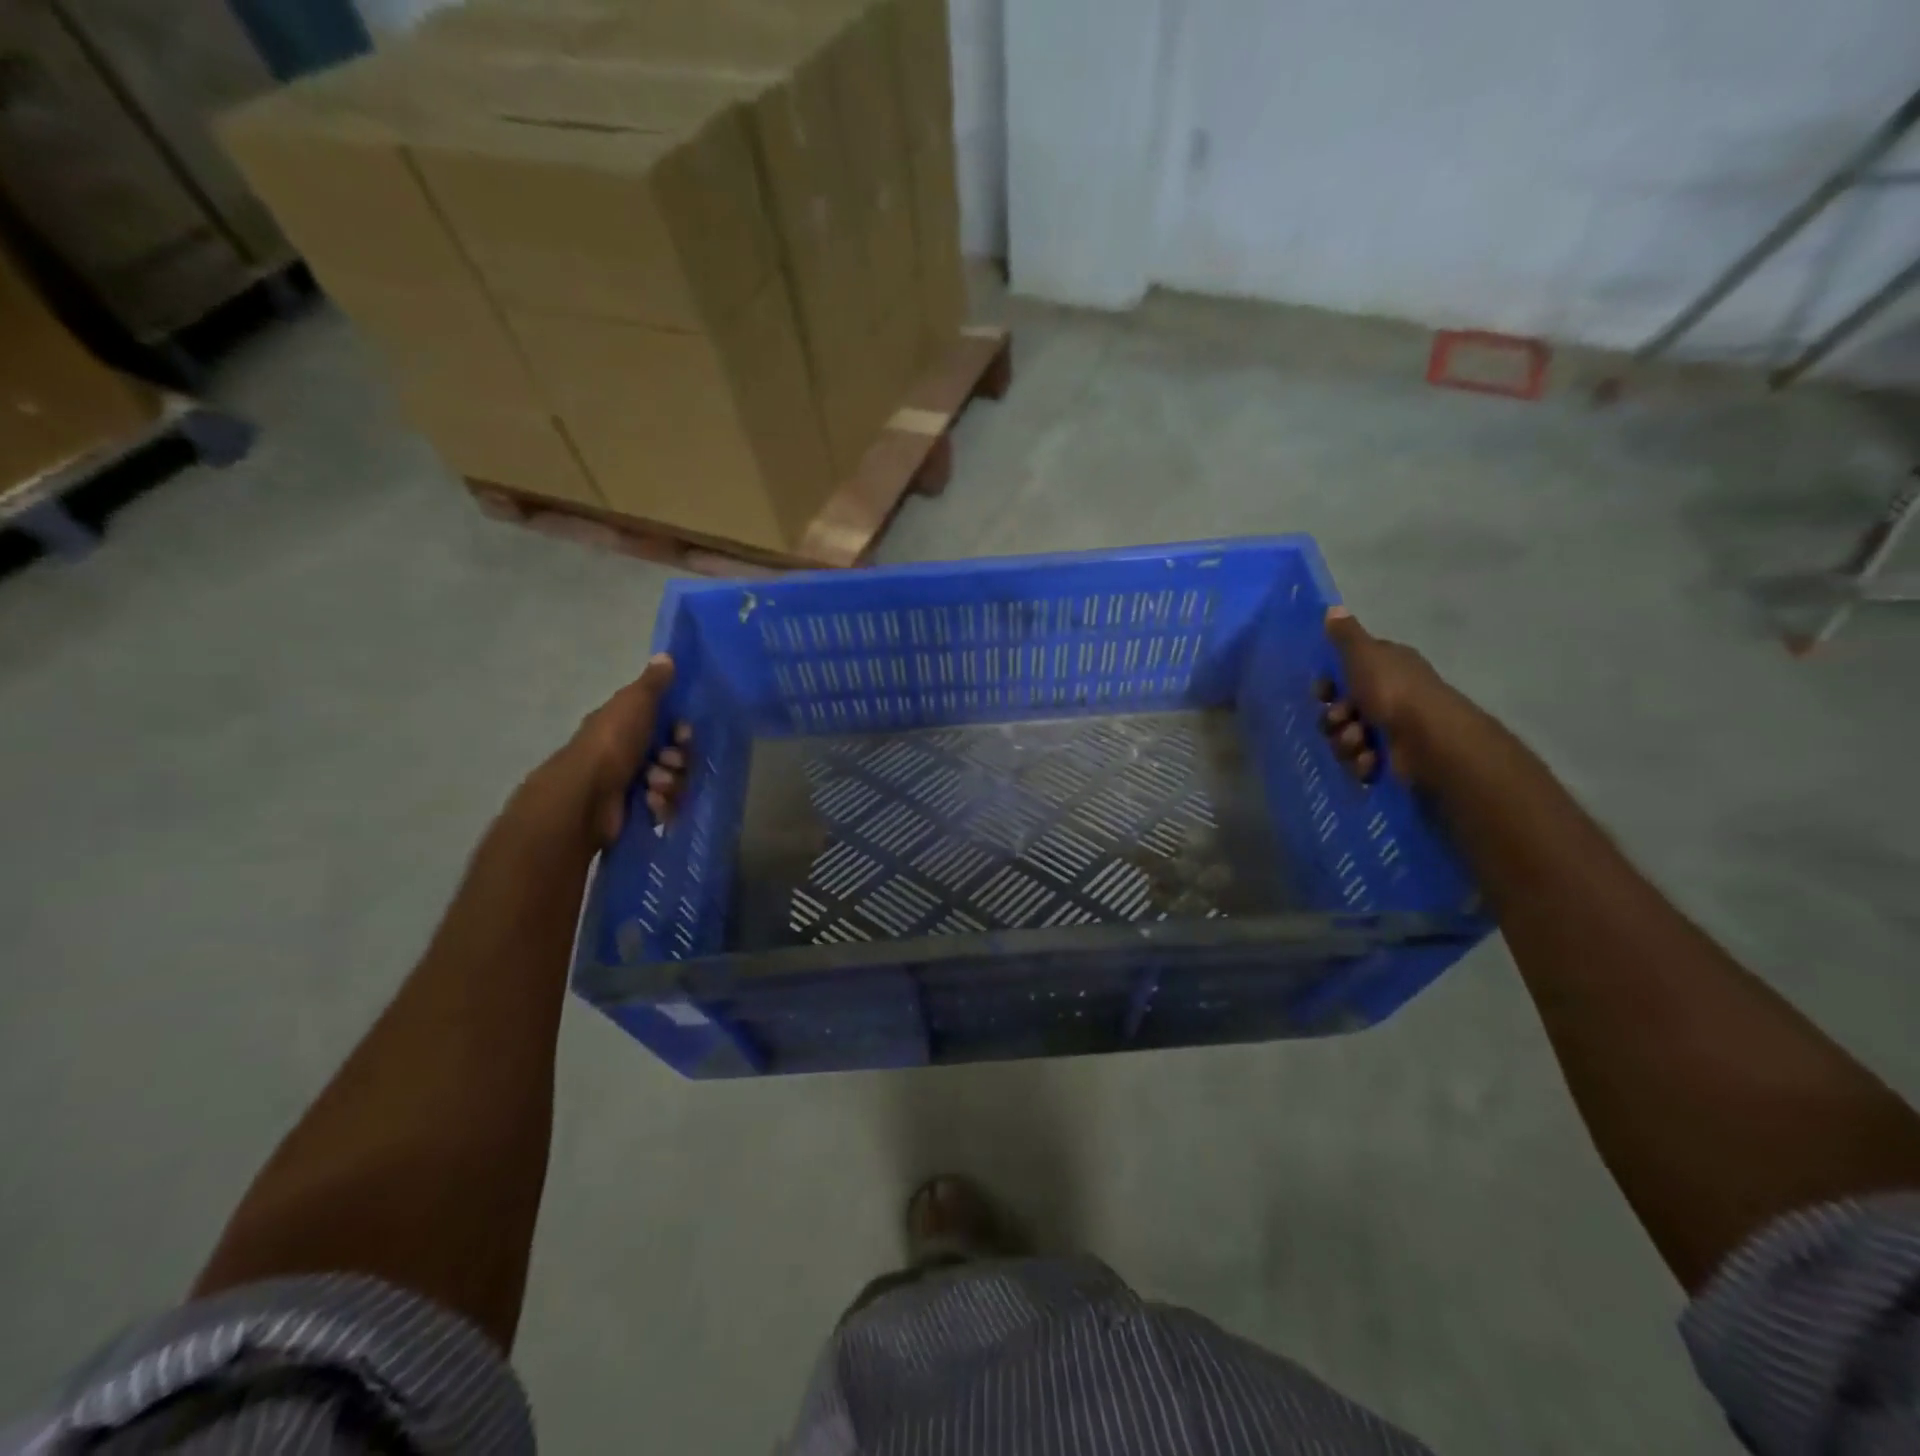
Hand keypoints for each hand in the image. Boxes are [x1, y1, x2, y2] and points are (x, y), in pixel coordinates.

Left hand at [533, 656, 692, 845]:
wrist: (587, 795)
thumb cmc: (612, 743)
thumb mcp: (635, 702)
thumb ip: (653, 683)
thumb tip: (665, 655)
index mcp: (626, 726)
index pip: (667, 727)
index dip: (681, 731)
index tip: (681, 734)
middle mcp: (628, 754)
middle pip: (675, 757)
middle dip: (678, 761)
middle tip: (667, 763)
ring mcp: (632, 785)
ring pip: (673, 783)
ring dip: (670, 783)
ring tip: (653, 786)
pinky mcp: (636, 812)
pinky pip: (665, 807)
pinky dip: (661, 805)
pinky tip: (649, 802)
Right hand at [1317, 607, 1461, 784]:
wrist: (1429, 741)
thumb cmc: (1393, 692)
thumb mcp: (1364, 655)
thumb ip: (1345, 635)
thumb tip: (1332, 608)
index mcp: (1387, 668)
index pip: (1348, 673)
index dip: (1329, 685)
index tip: (1323, 692)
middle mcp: (1390, 696)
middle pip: (1341, 709)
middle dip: (1334, 719)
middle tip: (1342, 720)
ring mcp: (1392, 729)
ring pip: (1346, 737)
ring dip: (1346, 742)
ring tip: (1360, 744)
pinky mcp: (1392, 759)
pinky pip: (1361, 761)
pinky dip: (1362, 762)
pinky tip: (1370, 761)